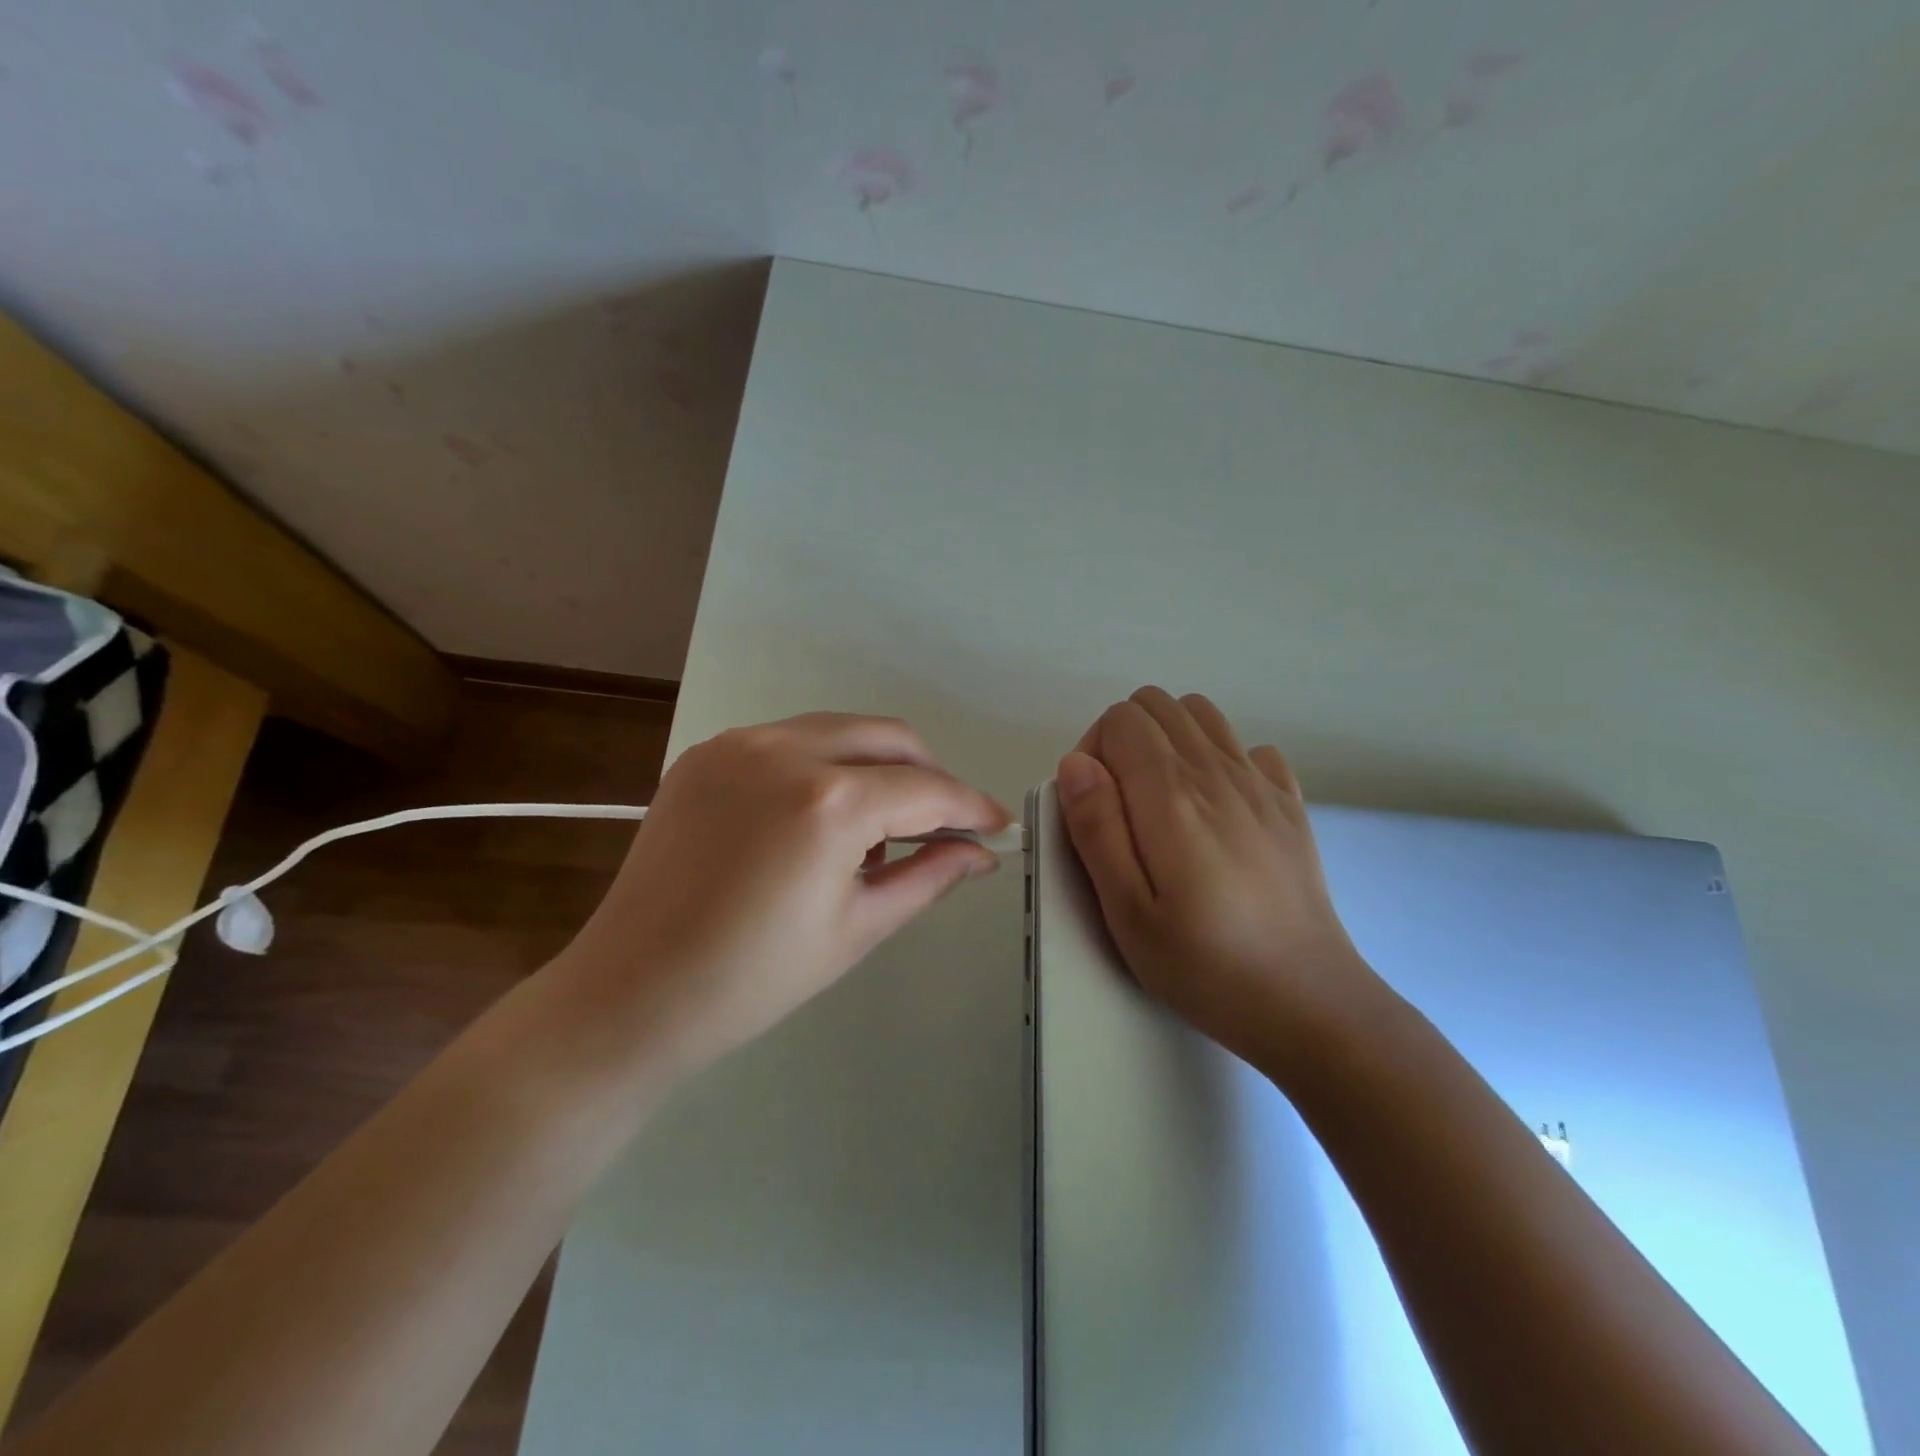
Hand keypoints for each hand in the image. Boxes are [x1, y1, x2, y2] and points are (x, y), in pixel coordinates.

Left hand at [560, 713, 1007, 1074]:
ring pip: (838, 730)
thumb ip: (928, 876)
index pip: (925, 789)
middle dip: (928, 775)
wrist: (630, 992)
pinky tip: (820, 817)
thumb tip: (979, 854)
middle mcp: (783, 750)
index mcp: (827, 802)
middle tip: (942, 824)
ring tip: (880, 826)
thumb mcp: (857, 928)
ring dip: (876, 766)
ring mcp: (737, 744)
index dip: (970, 807)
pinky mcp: (706, 753)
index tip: (996, 826)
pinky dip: (824, 765)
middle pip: (888, 737)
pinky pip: (789, 741)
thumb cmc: (752, 980)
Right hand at [1056, 687, 1373, 1073]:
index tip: (1094, 808)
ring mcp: (1260, 783)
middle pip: (1157, 704)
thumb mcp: (1126, 911)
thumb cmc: (1204, 964)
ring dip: (1169, 739)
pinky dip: (1222, 759)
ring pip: (1201, 713)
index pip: (1120, 719)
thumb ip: (1096, 828)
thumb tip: (1076, 762)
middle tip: (1122, 805)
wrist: (1308, 1002)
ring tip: (1163, 800)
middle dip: (1124, 739)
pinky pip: (1249, 748)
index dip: (1093, 752)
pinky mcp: (1289, 803)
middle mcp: (1217, 771)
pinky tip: (1218, 810)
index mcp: (1171, 794)